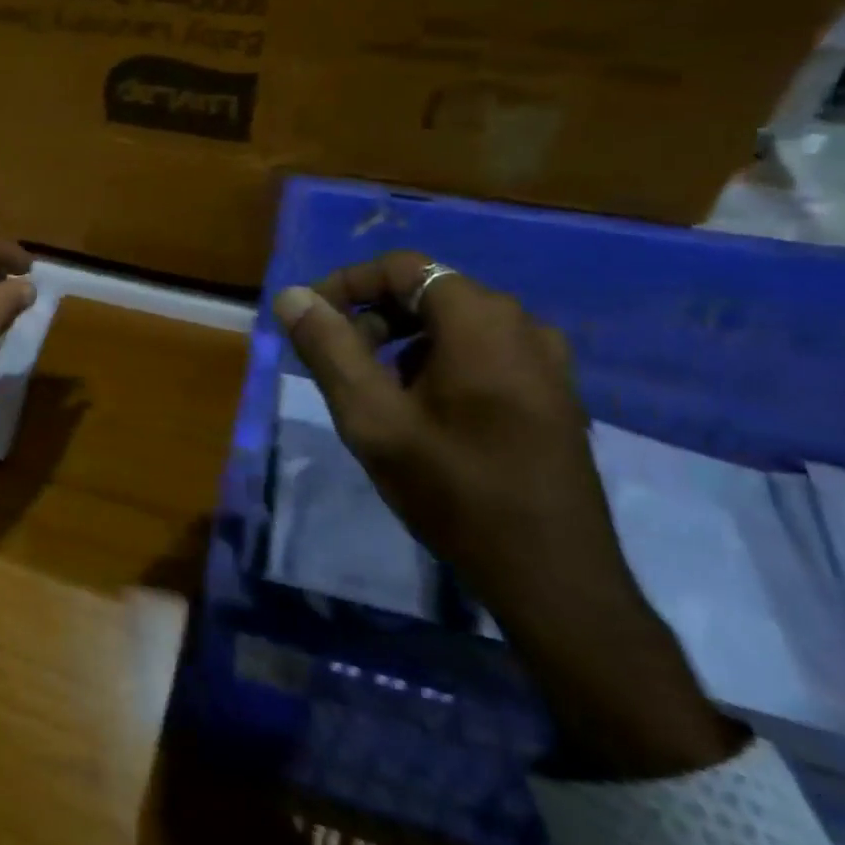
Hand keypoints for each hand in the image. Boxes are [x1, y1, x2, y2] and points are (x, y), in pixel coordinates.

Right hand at [274, 251, 744, 779]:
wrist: (552, 576)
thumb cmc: (454, 490)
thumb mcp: (373, 418)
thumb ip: (328, 349)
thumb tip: (291, 296)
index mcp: (481, 319)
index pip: (400, 267)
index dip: (344, 285)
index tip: (308, 322)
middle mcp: (522, 324)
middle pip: (429, 291)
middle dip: (371, 316)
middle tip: (335, 362)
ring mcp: (546, 360)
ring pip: (454, 325)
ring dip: (401, 342)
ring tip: (371, 392)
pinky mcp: (553, 393)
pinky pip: (483, 353)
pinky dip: (437, 363)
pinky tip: (420, 413)